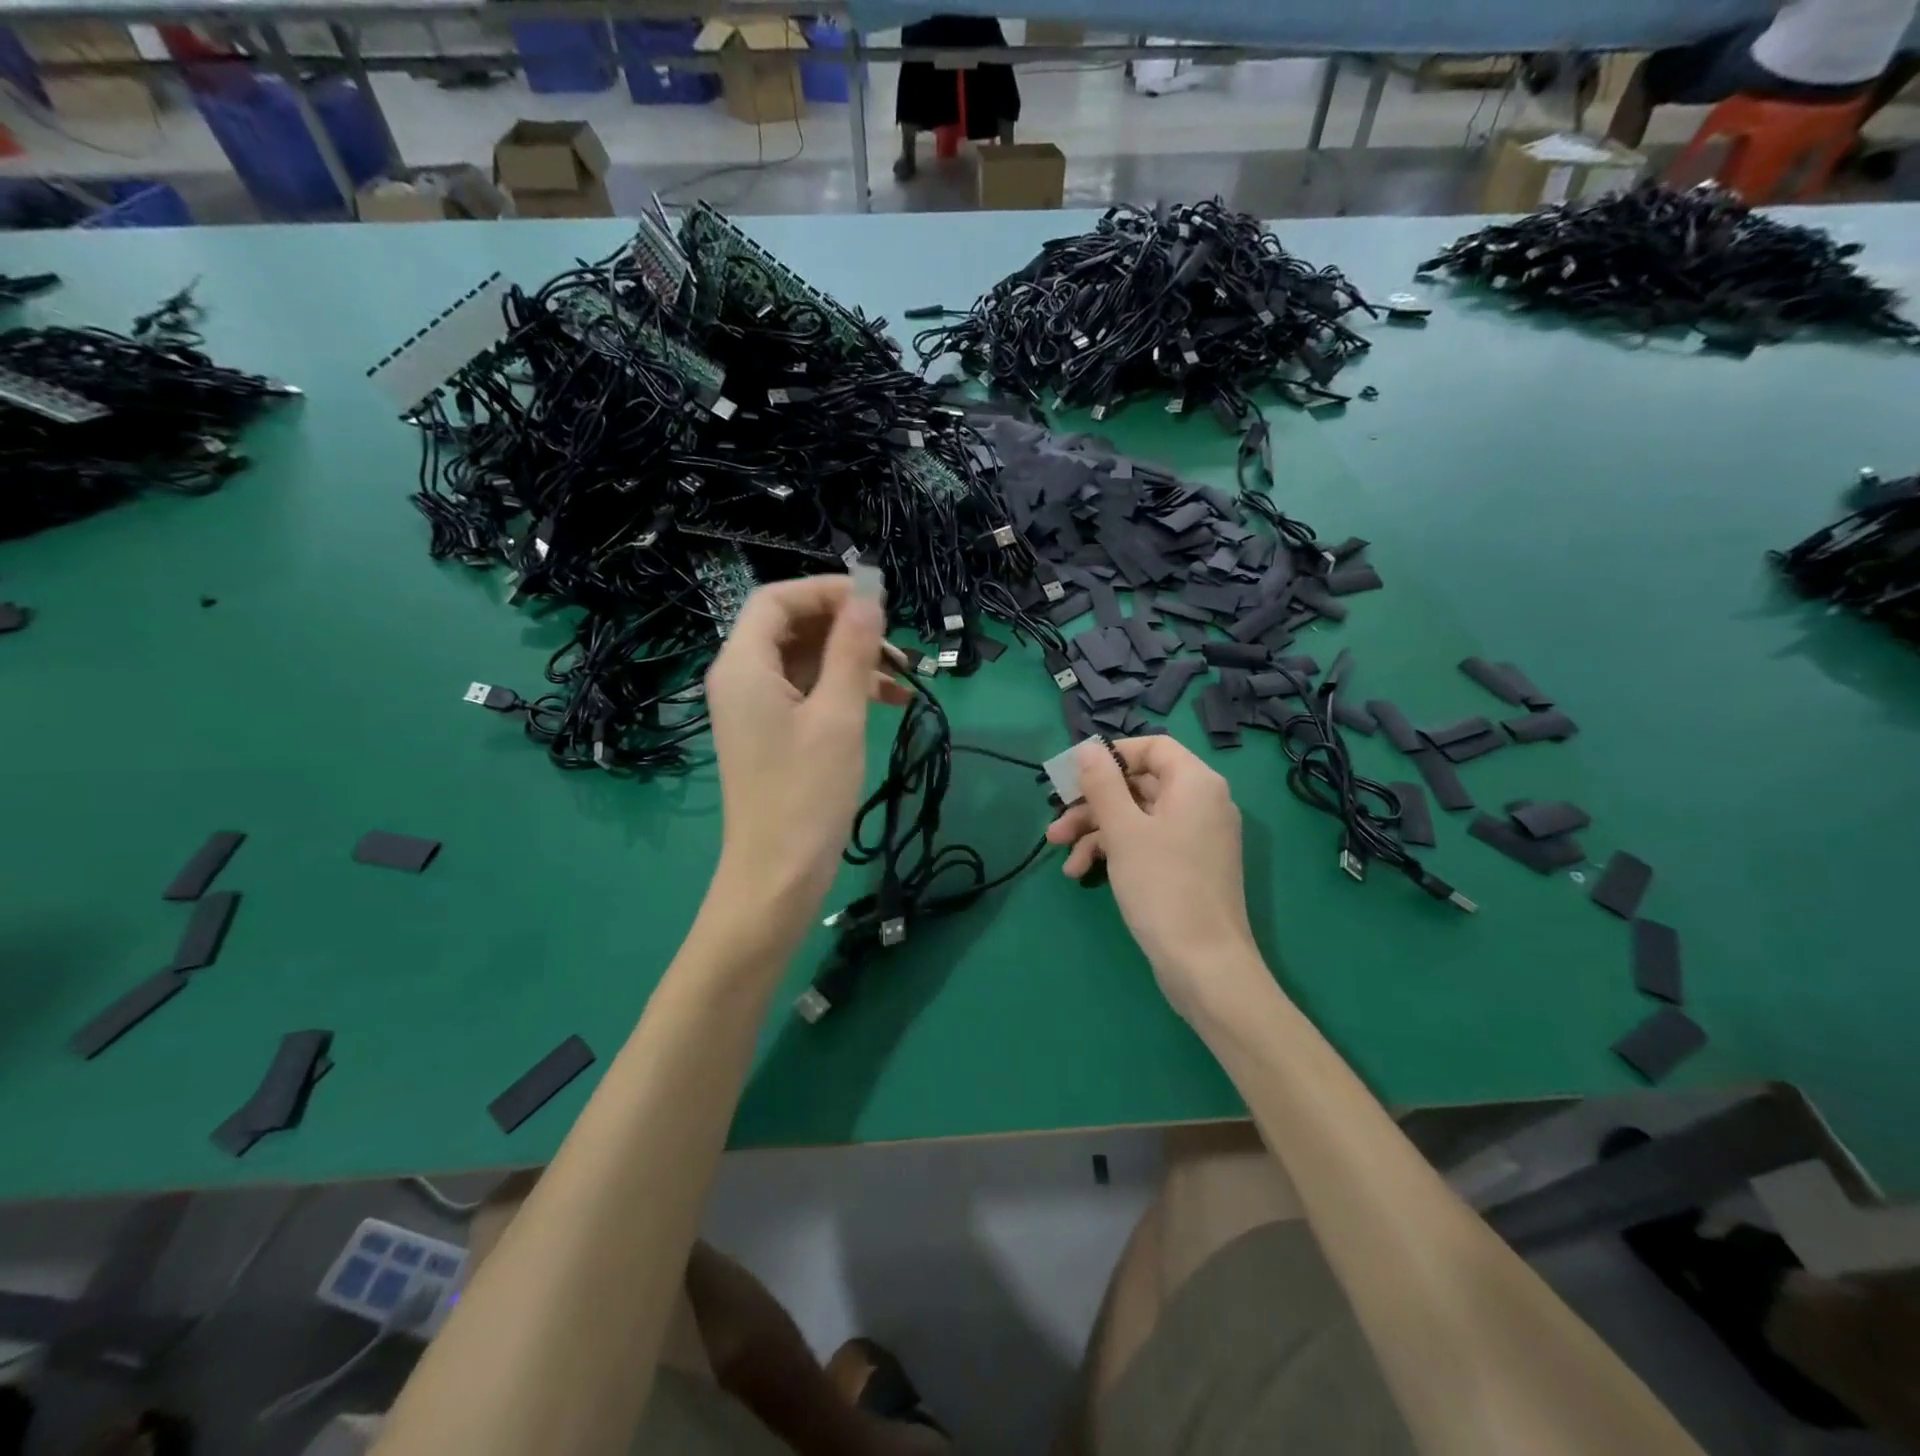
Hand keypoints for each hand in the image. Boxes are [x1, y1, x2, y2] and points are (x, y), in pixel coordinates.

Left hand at [705, 576, 910, 930]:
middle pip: (792, 627)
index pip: (777, 600)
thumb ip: (852, 649)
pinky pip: (810, 692)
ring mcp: (757, 707)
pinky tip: (891, 702)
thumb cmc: (806, 794)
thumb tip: (868, 594)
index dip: (826, 591)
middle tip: (896, 644)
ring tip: (905, 675)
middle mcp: (743, 678)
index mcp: (744, 666)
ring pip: (807, 660)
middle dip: (846, 627)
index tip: (877, 601)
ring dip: (853, 659)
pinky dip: (846, 689)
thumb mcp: (838, 715)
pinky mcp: (775, 732)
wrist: (778, 875)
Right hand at [1045, 736, 1262, 1018]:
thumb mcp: (1123, 830)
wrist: (1204, 965)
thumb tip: (1088, 748)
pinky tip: (1080, 872)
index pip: (1152, 746)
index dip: (1111, 755)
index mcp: (1196, 783)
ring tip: (1058, 851)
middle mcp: (1201, 802)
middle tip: (1056, 819)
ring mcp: (1195, 836)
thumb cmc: (1162, 886)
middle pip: (1139, 783)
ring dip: (1095, 830)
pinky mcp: (1186, 865)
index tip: (1074, 774)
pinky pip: (1146, 842)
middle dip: (1092, 802)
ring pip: (1136, 816)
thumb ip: (1102, 784)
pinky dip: (1114, 851)